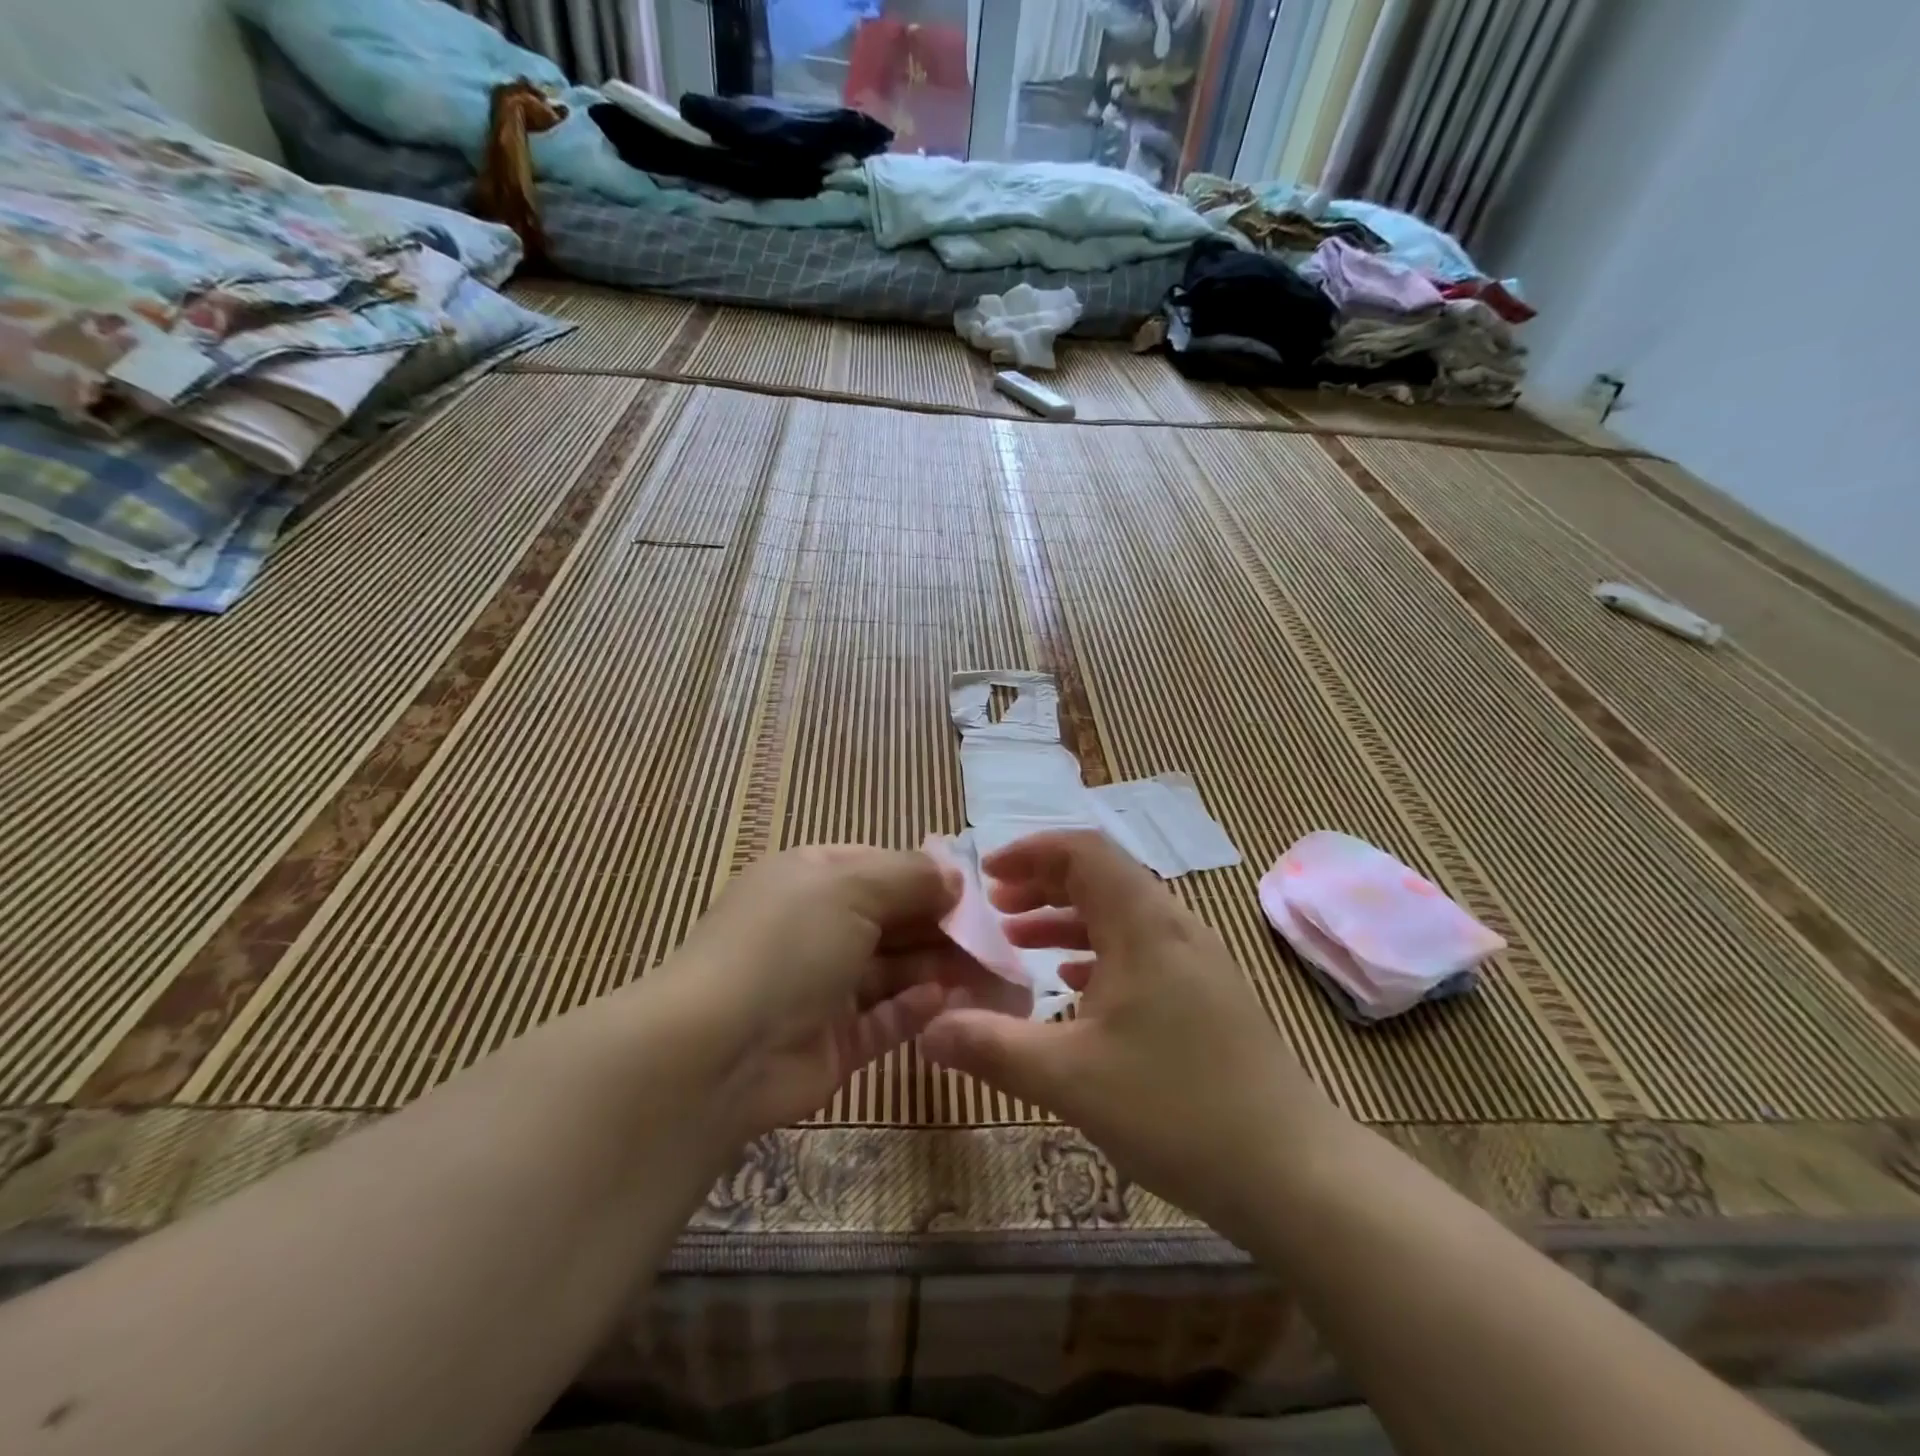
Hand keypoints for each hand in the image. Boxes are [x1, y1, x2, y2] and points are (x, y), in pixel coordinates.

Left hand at [663, 845, 983, 1136]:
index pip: (881, 868)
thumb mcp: (851, 886)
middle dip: (942, 927)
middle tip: (996, 940)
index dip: (927, 878)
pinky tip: (947, 1002)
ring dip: (938, 969)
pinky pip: (885, 1020)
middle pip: (893, 921)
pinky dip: (916, 1010)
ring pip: (894, 972)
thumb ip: (910, 876)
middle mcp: (817, 928)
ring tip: (990, 973)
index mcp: (812, 880)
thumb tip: (954, 876)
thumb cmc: (788, 944)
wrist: (717, 1051)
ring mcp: (823, 988)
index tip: (974, 893)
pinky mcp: (833, 1043)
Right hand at [919, 831, 1340, 1230]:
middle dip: (1042, 885)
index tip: (987, 877)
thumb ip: (990, 1047)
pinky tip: (1073, 989)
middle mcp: (1173, 926)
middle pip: (1101, 876)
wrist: (1292, 1172)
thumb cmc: (1175, 1109)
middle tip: (995, 910)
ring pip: (1121, 914)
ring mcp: (1197, 960)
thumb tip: (926, 1029)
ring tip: (1020, 943)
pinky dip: (1098, 952)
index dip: (1030, 852)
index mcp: (1143, 924)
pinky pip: (1141, 948)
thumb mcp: (1068, 1078)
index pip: (1083, 851)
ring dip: (1067, 919)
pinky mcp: (1208, 993)